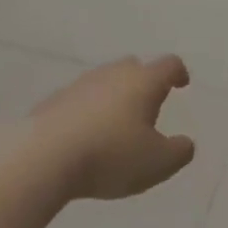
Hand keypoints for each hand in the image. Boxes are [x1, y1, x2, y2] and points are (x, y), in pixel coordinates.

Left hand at [31, 56, 196, 200]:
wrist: (41, 159)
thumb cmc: (110, 156)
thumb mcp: (158, 163)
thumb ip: (180, 152)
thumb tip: (185, 143)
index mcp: (143, 82)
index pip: (168, 65)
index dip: (178, 73)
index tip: (181, 84)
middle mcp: (112, 75)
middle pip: (133, 67)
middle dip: (144, 82)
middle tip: (148, 104)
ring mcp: (78, 86)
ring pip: (104, 82)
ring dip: (113, 97)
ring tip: (116, 125)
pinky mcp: (52, 102)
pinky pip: (78, 101)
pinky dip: (87, 112)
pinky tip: (85, 137)